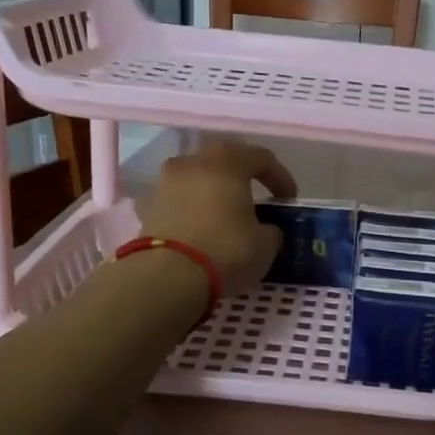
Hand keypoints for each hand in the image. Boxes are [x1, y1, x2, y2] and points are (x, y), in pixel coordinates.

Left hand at [140, 140, 297, 295]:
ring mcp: (164, 182)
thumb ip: (270, 230)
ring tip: (224, 217)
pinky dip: (190, 211)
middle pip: (223, 162)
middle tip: (254, 200)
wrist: (167, 276)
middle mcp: (192, 161)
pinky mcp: (146, 207)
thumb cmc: (226, 250)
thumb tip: (266, 230)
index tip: (288, 200)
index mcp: (226, 161)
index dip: (280, 177)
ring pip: (196, 179)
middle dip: (240, 179)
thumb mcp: (265, 245)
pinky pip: (177, 201)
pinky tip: (200, 231)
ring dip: (211, 193)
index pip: (261, 158)